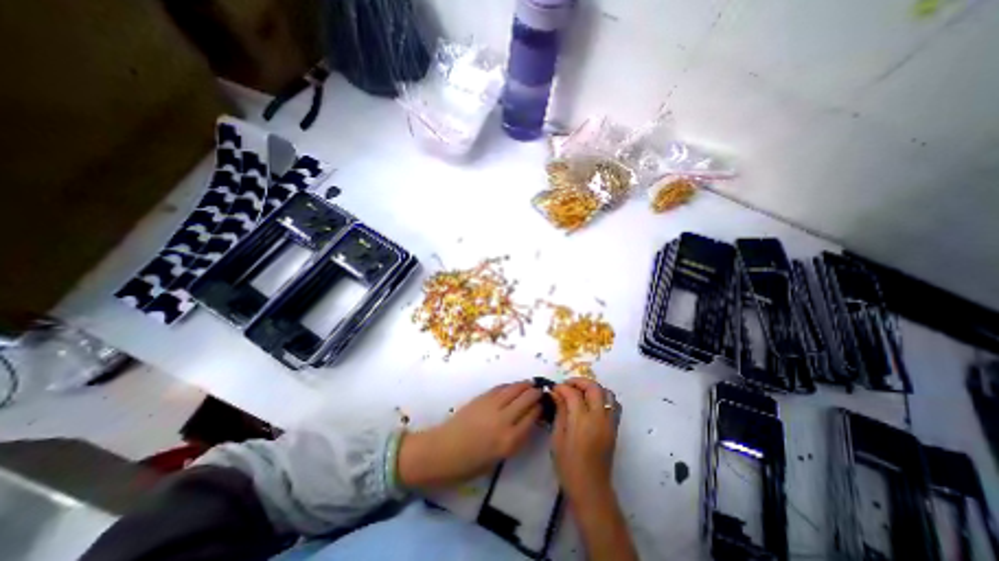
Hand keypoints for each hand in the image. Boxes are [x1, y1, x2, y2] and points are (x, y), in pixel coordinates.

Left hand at [396, 384, 541, 487]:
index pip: (532, 418)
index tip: (545, 404)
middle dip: (536, 394)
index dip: (540, 408)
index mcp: (509, 441)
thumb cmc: (469, 464)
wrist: (442, 451)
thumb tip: (525, 423)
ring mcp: (492, 406)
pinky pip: (501, 388)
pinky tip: (514, 386)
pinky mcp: (482, 398)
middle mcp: (504, 420)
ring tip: (531, 384)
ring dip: (525, 385)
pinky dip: (510, 385)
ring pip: (515, 390)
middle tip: (541, 391)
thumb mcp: (497, 459)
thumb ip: (514, 440)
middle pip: (526, 400)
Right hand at [545, 379, 617, 506]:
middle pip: (594, 387)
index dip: (562, 387)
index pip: (573, 393)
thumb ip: (559, 411)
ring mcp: (610, 422)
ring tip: (580, 392)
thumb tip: (556, 393)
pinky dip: (603, 397)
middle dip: (579, 381)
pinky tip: (591, 404)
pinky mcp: (615, 428)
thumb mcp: (558, 437)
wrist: (591, 489)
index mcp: (582, 421)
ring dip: (593, 388)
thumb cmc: (568, 465)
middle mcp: (599, 418)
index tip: (554, 389)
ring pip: (607, 393)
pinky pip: (614, 404)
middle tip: (567, 386)